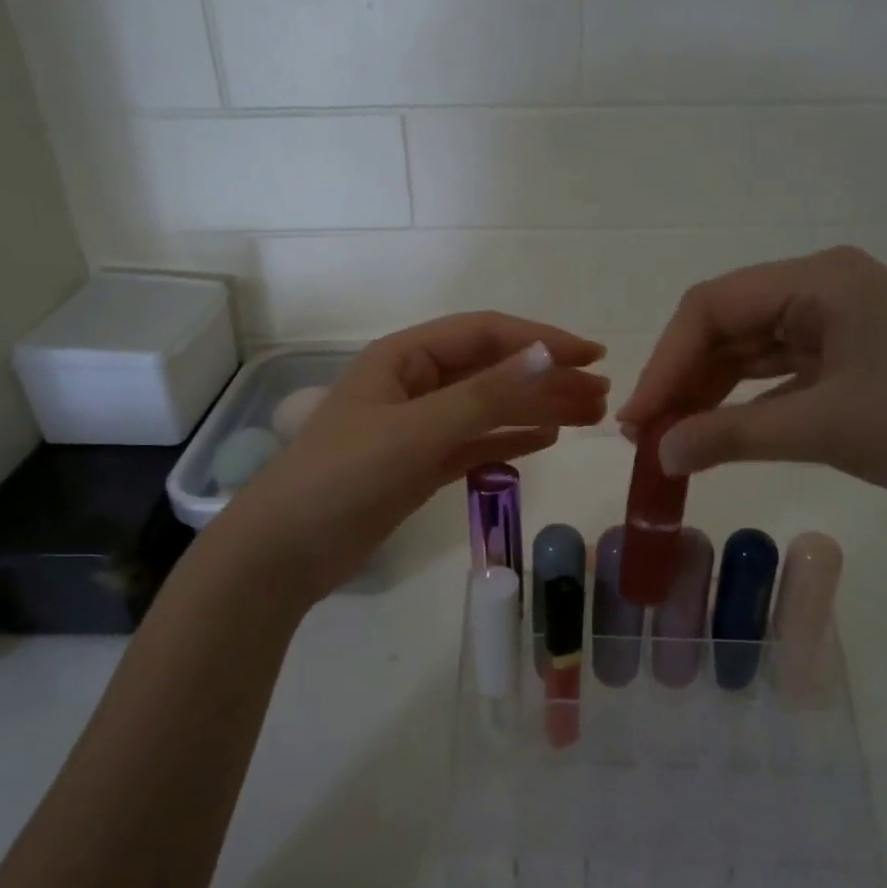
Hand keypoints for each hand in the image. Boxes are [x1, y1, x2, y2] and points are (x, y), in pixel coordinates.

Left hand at [217, 314, 607, 599]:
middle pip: (492, 370)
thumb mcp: (417, 430)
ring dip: (537, 408)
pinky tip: (546, 439)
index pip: (486, 335)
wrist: (285, 553)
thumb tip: (549, 355)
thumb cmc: (343, 477)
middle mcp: (414, 383)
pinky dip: (510, 439)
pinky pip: (476, 443)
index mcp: (404, 357)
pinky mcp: (420, 465)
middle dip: (547, 378)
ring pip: (489, 408)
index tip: (592, 357)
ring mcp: (417, 426)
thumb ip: (485, 395)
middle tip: (601, 395)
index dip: (541, 340)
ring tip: (589, 416)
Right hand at [617, 246, 886, 515]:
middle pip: (728, 324)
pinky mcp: (856, 358)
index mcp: (819, 280)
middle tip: (648, 434)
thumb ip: (732, 436)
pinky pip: (782, 373)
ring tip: (674, 438)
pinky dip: (748, 403)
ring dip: (711, 391)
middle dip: (683, 378)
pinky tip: (722, 432)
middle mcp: (826, 289)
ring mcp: (843, 324)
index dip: (665, 362)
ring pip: (752, 350)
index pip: (712, 307)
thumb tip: (659, 453)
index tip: (637, 420)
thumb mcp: (824, 428)